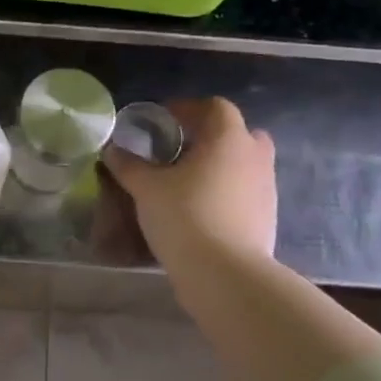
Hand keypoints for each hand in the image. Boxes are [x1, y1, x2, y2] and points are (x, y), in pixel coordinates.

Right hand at [102, 98, 276, 270]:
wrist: (224, 274)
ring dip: (219, 166)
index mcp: (228, 138)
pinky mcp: (268, 217)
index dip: (187, 108)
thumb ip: (129, 165)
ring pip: (243, 164)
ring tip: (187, 183)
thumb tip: (112, 150)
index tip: (162, 121)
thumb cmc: (185, 216)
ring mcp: (267, 188)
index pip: (214, 107)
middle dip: (210, 137)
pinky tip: (201, 210)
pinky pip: (246, 192)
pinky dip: (227, 193)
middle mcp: (254, 157)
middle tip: (180, 150)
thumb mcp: (146, 188)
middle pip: (237, 133)